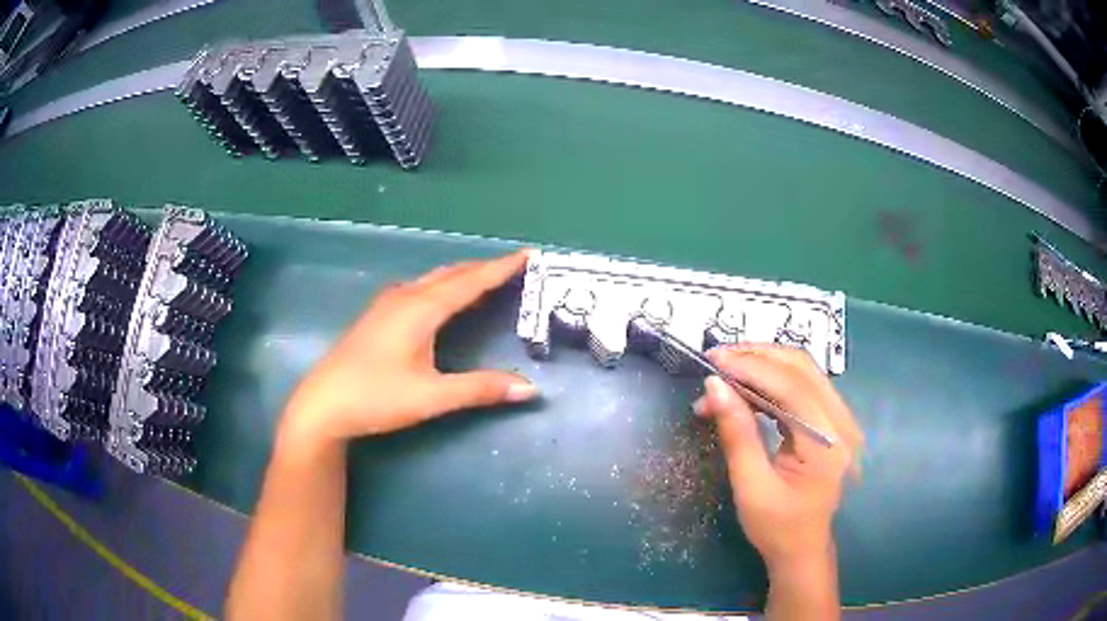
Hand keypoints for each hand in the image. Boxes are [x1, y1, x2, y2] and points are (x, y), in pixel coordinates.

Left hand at [279, 251, 537, 450]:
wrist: (323, 404)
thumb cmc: (376, 397)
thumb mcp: (431, 397)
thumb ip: (480, 389)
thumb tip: (529, 388)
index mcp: (421, 309)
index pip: (470, 281)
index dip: (501, 268)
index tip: (528, 254)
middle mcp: (405, 297)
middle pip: (451, 273)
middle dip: (484, 267)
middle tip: (515, 266)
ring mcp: (387, 304)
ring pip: (433, 279)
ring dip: (462, 275)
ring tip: (486, 277)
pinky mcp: (378, 315)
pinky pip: (420, 288)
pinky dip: (443, 285)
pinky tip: (441, 298)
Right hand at [693, 345, 862, 569]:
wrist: (802, 549)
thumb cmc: (777, 527)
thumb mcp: (751, 486)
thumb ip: (737, 433)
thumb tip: (713, 386)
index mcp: (828, 443)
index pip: (791, 386)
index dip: (751, 367)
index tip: (712, 360)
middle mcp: (841, 422)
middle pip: (801, 368)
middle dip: (756, 357)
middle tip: (715, 360)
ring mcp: (840, 419)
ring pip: (802, 371)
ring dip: (762, 365)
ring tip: (724, 372)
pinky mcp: (830, 421)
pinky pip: (801, 386)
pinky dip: (770, 380)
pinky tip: (745, 388)